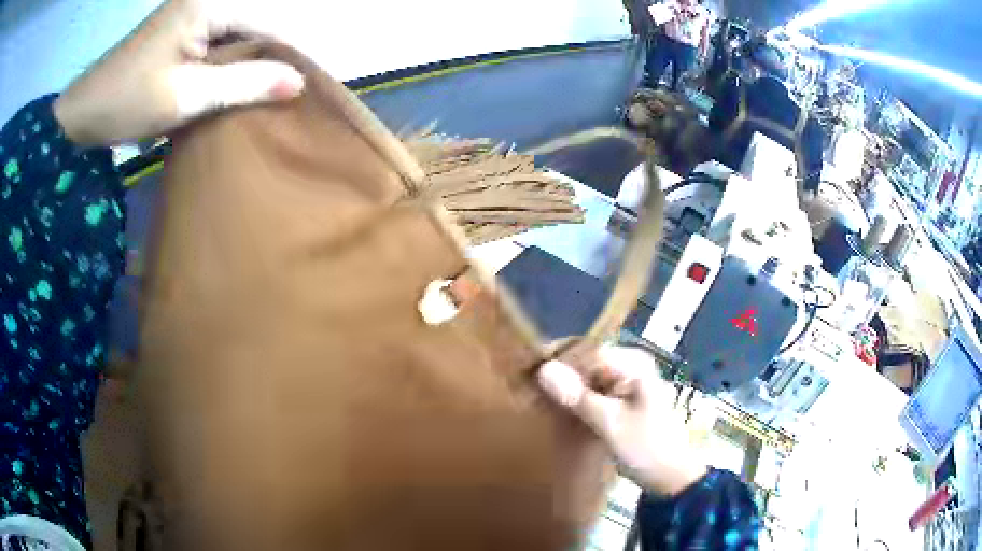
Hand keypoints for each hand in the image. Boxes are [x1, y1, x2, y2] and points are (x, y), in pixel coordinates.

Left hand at [54, 0, 309, 145]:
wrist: (82, 115)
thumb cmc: (128, 103)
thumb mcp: (187, 95)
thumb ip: (244, 83)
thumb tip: (297, 83)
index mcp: (208, 4)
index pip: (267, 22)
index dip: (291, 52)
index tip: (313, 83)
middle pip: (255, 24)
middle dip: (274, 57)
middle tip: (294, 91)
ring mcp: (191, 13)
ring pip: (238, 34)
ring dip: (253, 62)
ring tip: (273, 91)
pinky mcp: (181, 30)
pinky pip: (218, 43)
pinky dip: (231, 64)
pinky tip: (238, 85)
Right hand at [537, 346, 707, 495]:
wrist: (672, 478)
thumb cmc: (646, 448)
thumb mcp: (610, 424)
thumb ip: (578, 397)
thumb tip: (543, 369)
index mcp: (635, 364)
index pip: (587, 351)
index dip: (557, 361)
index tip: (527, 374)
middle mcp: (633, 366)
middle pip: (588, 363)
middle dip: (561, 375)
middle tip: (529, 390)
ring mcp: (630, 383)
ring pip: (589, 378)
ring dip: (567, 390)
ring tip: (537, 400)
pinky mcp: (626, 401)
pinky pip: (596, 392)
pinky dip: (578, 401)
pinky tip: (559, 411)